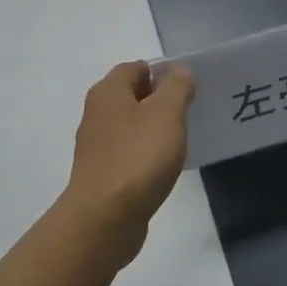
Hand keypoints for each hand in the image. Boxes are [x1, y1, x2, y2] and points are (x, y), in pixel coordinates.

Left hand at [61, 61, 194, 263]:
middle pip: (132, 96)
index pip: (136, 67)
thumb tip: (178, 70)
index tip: (188, 90)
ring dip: (154, 129)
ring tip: (180, 141)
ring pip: (131, 126)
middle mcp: (97, 113)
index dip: (162, 73)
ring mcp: (97, 145)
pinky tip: (163, 168)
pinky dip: (145, 155)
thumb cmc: (137, 158)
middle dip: (160, 101)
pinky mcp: (102, 173)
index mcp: (108, 92)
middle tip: (189, 114)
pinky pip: (128, 153)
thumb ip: (176, 87)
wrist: (104, 218)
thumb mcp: (166, 114)